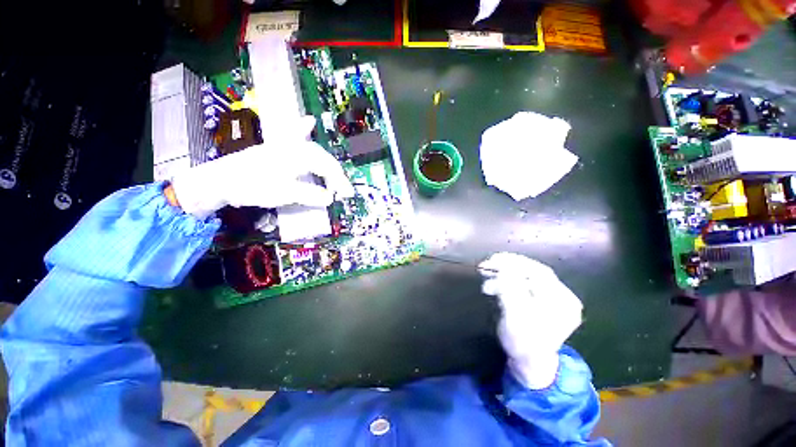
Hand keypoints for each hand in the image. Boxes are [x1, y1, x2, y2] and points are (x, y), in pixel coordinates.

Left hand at [172, 116, 354, 217]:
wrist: (220, 180)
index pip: (327, 167)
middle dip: (336, 174)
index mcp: (298, 155)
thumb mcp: (284, 194)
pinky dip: (303, 130)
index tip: (347, 195)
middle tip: (343, 191)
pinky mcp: (276, 148)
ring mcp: (284, 145)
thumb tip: (330, 198)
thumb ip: (310, 194)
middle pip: (323, 158)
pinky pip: (293, 136)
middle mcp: (294, 146)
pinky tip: (309, 122)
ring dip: (328, 163)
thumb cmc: (252, 186)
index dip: (340, 181)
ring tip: (336, 175)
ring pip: (314, 150)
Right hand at [479, 252, 582, 388]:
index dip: (515, 264)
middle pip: (534, 271)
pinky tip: (495, 279)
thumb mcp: (514, 320)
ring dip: (505, 271)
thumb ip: (510, 293)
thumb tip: (504, 269)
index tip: (494, 259)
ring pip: (528, 274)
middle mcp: (563, 296)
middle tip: (488, 262)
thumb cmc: (522, 344)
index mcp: (563, 303)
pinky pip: (526, 280)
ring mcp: (555, 296)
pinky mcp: (544, 296)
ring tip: (486, 273)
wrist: (529, 360)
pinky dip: (508, 277)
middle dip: (509, 265)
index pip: (539, 274)